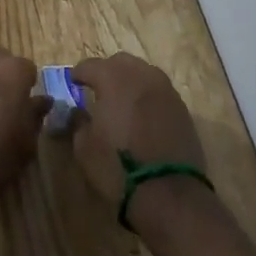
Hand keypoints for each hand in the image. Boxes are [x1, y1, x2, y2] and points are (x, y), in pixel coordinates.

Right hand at [69, 53, 206, 207]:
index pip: (91, 65)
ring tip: (121, 100)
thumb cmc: (118, 168)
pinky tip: (141, 114)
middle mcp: (142, 76)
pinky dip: (147, 95)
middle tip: (97, 88)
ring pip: (144, 73)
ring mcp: (166, 91)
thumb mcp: (84, 147)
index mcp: (114, 80)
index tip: (73, 82)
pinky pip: (159, 91)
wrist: (169, 194)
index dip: (79, 73)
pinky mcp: (182, 109)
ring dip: (129, 80)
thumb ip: (78, 122)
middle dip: (106, 71)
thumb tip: (78, 112)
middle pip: (121, 62)